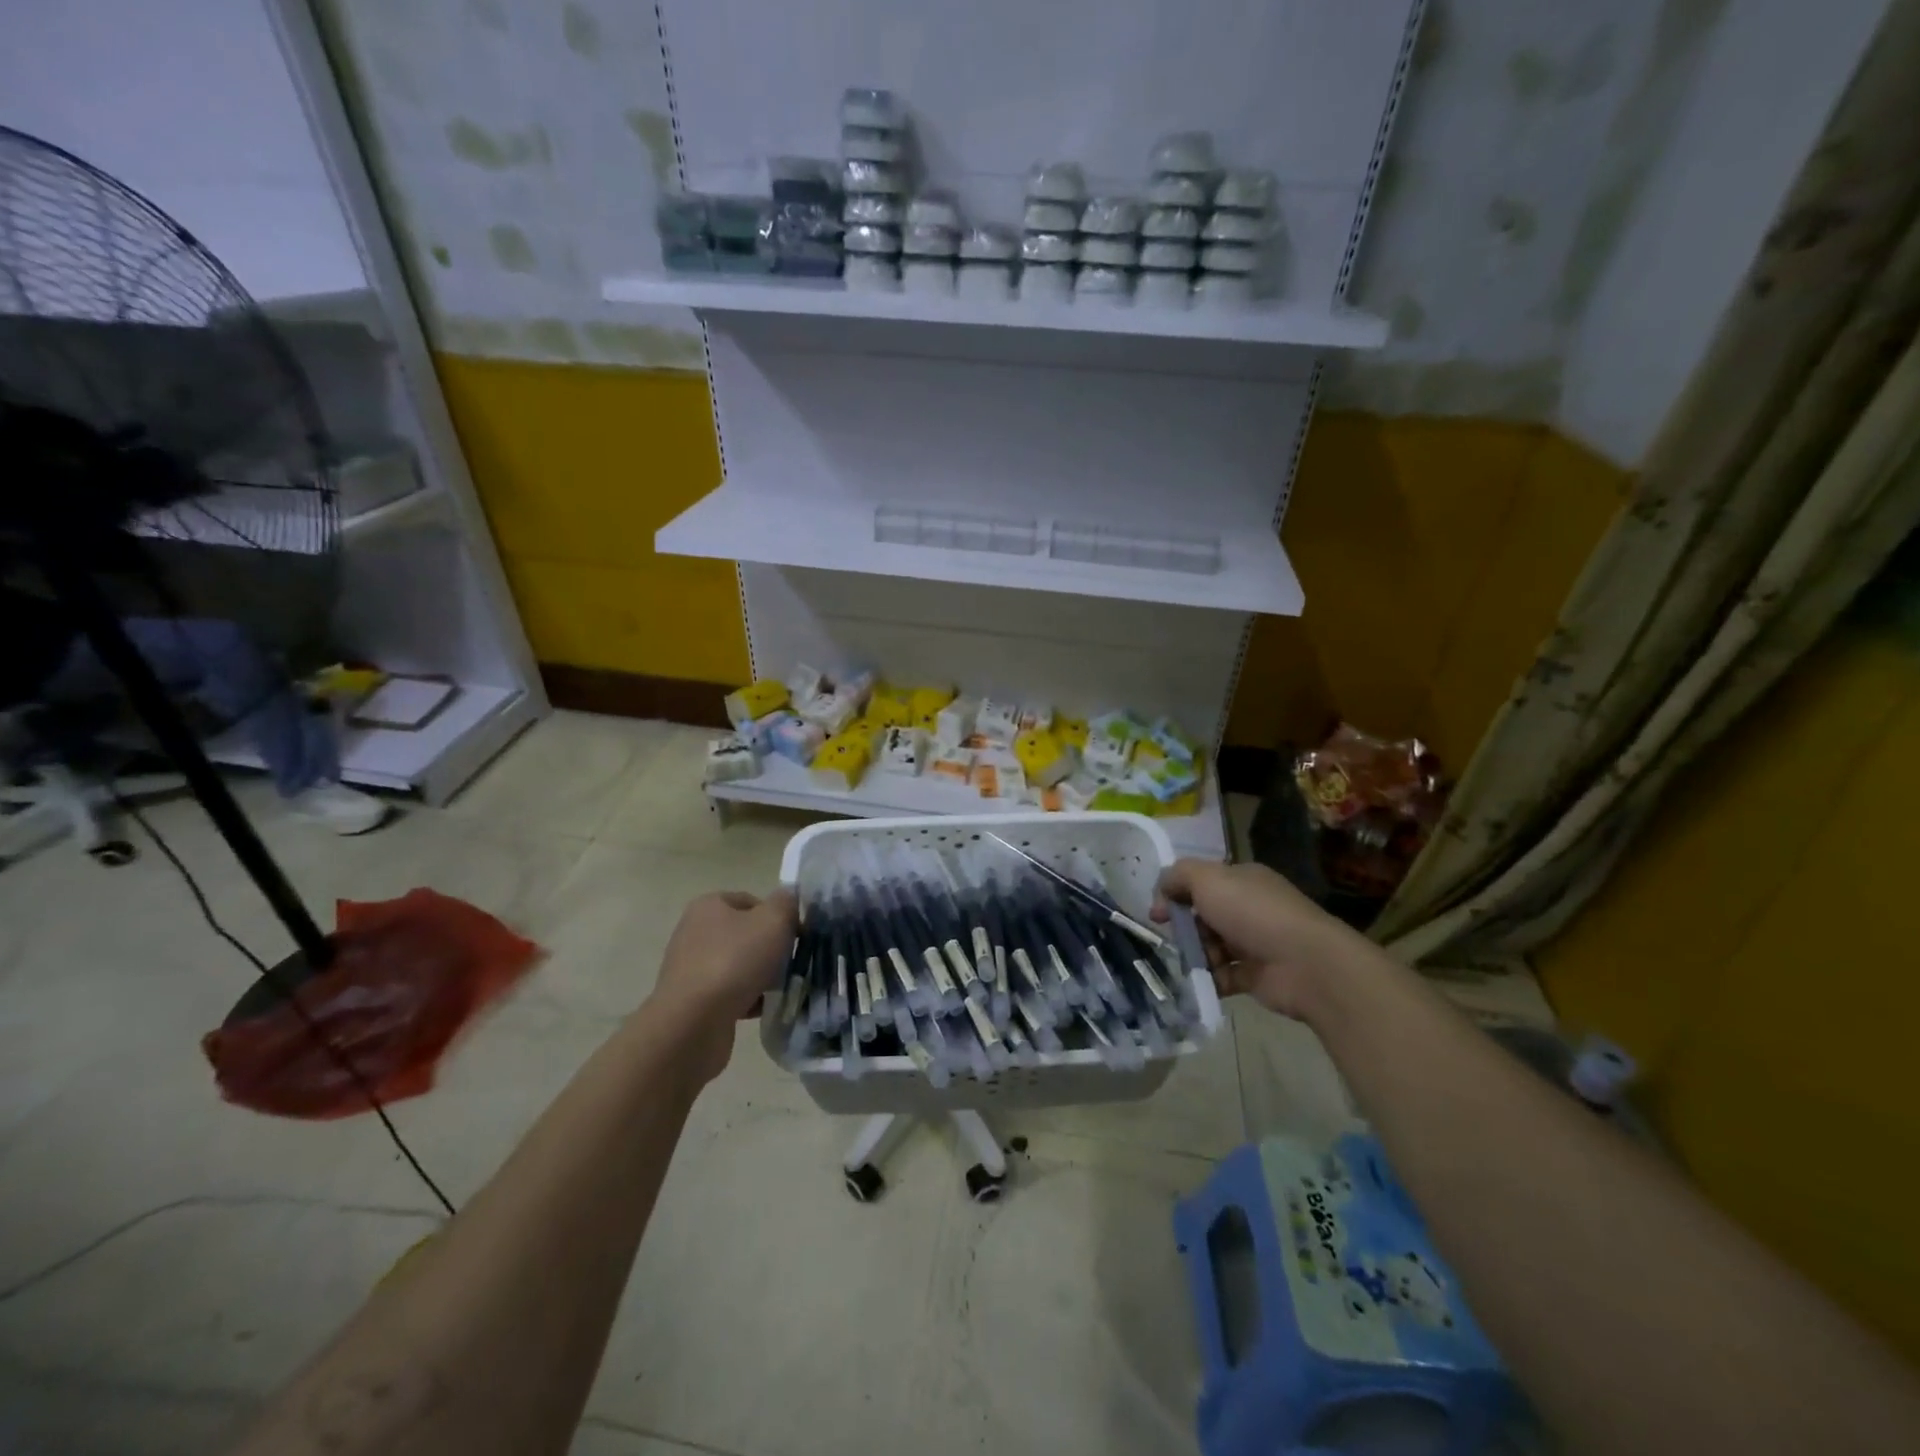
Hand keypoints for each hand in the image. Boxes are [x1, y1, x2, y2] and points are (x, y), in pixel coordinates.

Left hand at [646, 889, 796, 1085]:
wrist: (693, 1023)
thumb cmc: (734, 961)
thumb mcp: (773, 921)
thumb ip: (786, 903)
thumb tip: (787, 899)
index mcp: (709, 905)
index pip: (753, 901)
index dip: (779, 917)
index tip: (796, 937)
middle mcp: (694, 931)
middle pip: (746, 934)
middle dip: (771, 950)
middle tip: (790, 964)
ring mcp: (690, 967)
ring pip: (739, 965)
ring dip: (762, 976)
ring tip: (779, 990)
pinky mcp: (691, 1000)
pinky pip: (729, 992)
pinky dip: (747, 998)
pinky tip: (762, 1008)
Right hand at [1151, 859, 1352, 1020]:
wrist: (1305, 964)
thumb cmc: (1253, 913)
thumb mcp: (1208, 879)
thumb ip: (1178, 876)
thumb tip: (1162, 888)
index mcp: (1242, 880)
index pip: (1202, 883)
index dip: (1176, 894)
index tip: (1158, 913)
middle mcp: (1250, 908)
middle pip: (1204, 915)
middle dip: (1186, 928)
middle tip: (1176, 938)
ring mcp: (1256, 943)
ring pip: (1212, 946)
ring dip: (1197, 955)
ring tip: (1194, 963)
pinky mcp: (1257, 976)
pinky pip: (1223, 976)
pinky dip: (1210, 980)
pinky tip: (1201, 982)